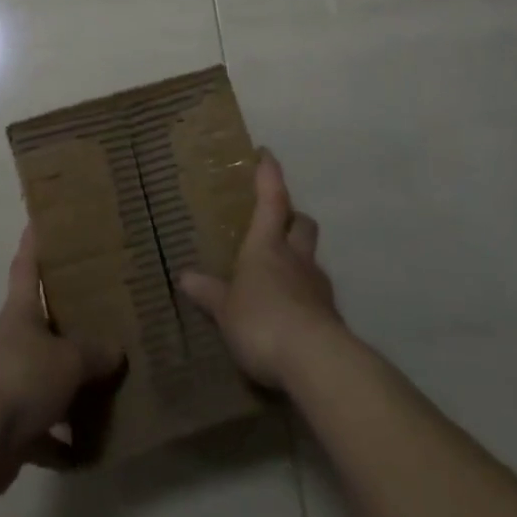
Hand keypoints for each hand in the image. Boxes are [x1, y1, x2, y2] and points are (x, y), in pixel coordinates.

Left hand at [0, 227, 123, 495]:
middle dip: (69, 320)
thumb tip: (116, 351)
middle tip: (105, 311)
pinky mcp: (10, 429)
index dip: (35, 240)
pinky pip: (43, 433)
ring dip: (71, 388)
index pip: (28, 264)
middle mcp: (14, 341)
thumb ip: (93, 353)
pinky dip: (62, 443)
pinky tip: (89, 452)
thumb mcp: (67, 359)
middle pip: (43, 323)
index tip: (40, 218)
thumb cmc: (19, 377)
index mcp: (22, 311)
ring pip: (46, 379)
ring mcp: (10, 385)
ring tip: (109, 386)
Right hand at [178, 149, 344, 391]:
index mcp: (267, 245)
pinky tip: (292, 314)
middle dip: (292, 217)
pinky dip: (306, 297)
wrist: (316, 363)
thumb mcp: (225, 310)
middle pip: (302, 223)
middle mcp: (296, 258)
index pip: (271, 198)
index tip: (266, 154)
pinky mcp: (332, 318)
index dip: (269, 174)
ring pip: (312, 259)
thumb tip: (185, 276)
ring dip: (300, 258)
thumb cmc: (262, 321)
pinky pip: (317, 296)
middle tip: (277, 221)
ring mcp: (318, 287)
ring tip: (282, 273)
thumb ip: (209, 293)